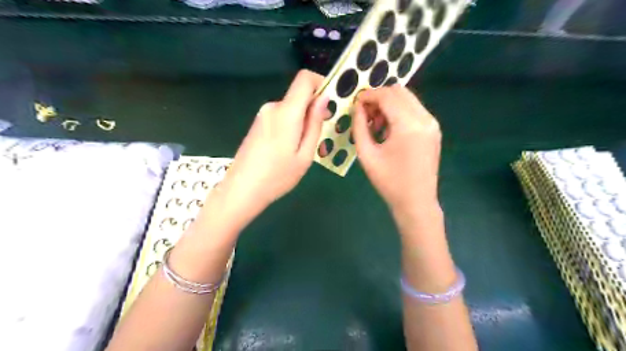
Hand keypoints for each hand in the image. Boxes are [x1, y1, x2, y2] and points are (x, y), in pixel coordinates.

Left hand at [219, 69, 326, 214]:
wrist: (242, 190)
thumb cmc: (278, 176)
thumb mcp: (305, 154)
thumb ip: (314, 124)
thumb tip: (323, 98)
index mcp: (286, 112)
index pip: (304, 79)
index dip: (321, 83)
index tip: (331, 102)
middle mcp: (273, 107)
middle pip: (299, 96)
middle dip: (314, 110)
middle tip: (322, 136)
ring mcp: (263, 115)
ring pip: (291, 109)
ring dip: (303, 121)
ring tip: (306, 149)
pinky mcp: (258, 124)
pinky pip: (281, 117)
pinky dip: (291, 126)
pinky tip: (290, 149)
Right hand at [355, 84, 441, 215]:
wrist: (416, 202)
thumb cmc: (388, 182)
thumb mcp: (366, 154)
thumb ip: (359, 126)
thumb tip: (358, 107)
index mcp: (408, 126)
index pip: (387, 96)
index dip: (368, 95)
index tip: (355, 103)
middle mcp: (425, 119)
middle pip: (399, 91)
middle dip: (379, 97)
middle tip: (365, 114)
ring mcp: (432, 123)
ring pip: (407, 98)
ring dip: (389, 104)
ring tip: (376, 125)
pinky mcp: (433, 130)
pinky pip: (414, 109)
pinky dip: (399, 112)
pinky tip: (389, 129)